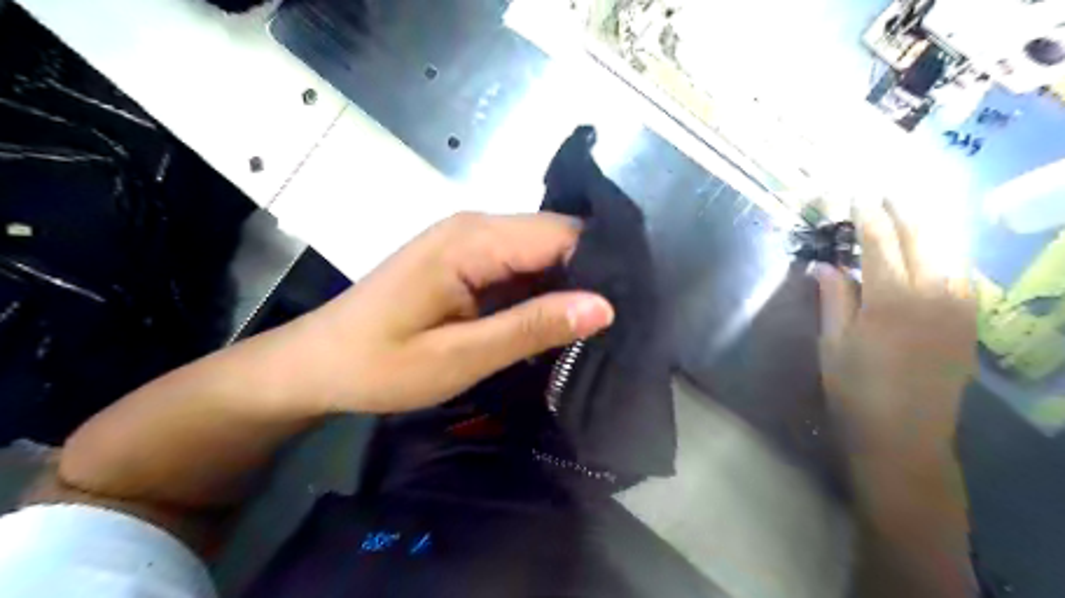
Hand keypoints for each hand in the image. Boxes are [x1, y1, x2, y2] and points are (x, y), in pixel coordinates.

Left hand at [297, 213, 615, 412]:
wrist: (316, 363)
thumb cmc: (379, 364)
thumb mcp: (459, 357)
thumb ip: (530, 327)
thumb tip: (604, 307)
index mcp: (473, 240)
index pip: (563, 235)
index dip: (601, 267)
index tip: (630, 308)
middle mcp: (476, 227)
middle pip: (556, 239)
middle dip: (589, 277)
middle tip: (618, 325)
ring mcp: (469, 241)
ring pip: (541, 253)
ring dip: (567, 287)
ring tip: (596, 328)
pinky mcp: (465, 259)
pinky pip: (520, 267)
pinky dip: (541, 292)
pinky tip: (555, 322)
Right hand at [813, 200, 976, 452]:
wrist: (904, 437)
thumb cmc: (855, 390)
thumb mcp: (833, 343)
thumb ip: (833, 298)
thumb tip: (823, 265)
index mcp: (892, 298)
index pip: (881, 241)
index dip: (867, 214)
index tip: (856, 194)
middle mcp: (934, 293)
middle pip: (921, 236)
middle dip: (901, 209)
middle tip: (883, 191)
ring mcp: (959, 306)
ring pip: (948, 250)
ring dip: (926, 226)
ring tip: (907, 210)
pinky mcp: (969, 321)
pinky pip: (961, 272)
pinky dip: (944, 251)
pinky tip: (931, 249)